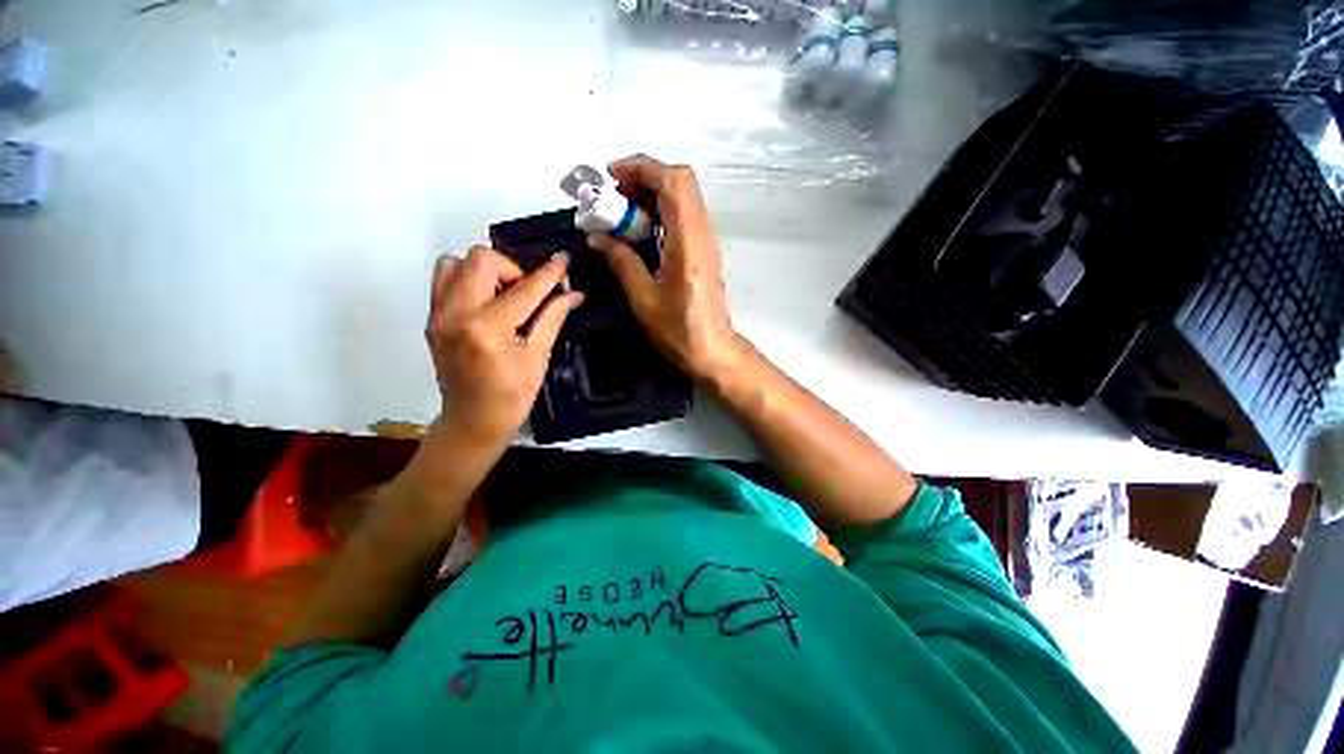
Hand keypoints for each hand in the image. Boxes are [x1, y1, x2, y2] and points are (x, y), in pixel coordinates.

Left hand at [426, 247, 583, 445]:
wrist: (472, 421)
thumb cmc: (512, 396)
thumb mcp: (538, 357)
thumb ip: (553, 318)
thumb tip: (574, 293)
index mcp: (487, 329)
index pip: (524, 289)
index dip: (549, 273)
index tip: (563, 259)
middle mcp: (456, 313)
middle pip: (481, 259)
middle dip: (512, 269)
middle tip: (526, 292)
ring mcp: (438, 314)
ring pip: (455, 262)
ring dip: (485, 271)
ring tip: (502, 295)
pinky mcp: (432, 318)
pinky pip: (444, 279)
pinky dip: (467, 280)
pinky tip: (486, 303)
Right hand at [586, 156, 742, 381]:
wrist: (711, 349)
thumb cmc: (677, 329)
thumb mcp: (643, 297)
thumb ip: (621, 260)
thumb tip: (597, 235)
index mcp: (687, 242)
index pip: (673, 183)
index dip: (642, 169)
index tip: (612, 178)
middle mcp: (703, 233)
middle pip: (681, 182)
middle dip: (646, 178)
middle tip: (616, 195)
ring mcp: (707, 241)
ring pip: (685, 196)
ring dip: (653, 193)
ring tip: (624, 212)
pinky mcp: (705, 250)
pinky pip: (686, 215)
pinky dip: (663, 210)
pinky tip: (642, 230)